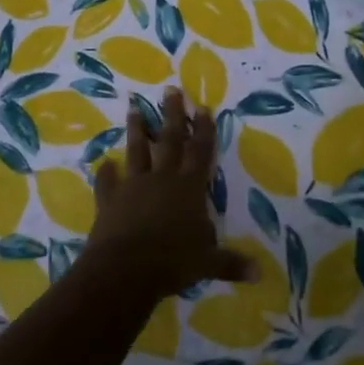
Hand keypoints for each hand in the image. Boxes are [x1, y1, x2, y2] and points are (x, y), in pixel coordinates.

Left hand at [86, 88, 254, 298]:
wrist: (125, 270)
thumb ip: (231, 263)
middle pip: (169, 140)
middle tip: (171, 90)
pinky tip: (104, 164)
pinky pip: (107, 182)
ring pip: (136, 151)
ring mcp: (134, 186)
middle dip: (172, 114)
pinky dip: (105, 173)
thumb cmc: (172, 262)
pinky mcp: (110, 200)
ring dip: (137, 130)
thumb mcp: (208, 264)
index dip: (203, 129)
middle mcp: (162, 179)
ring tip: (134, 107)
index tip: (202, 106)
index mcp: (189, 188)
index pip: (200, 152)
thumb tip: (259, 274)